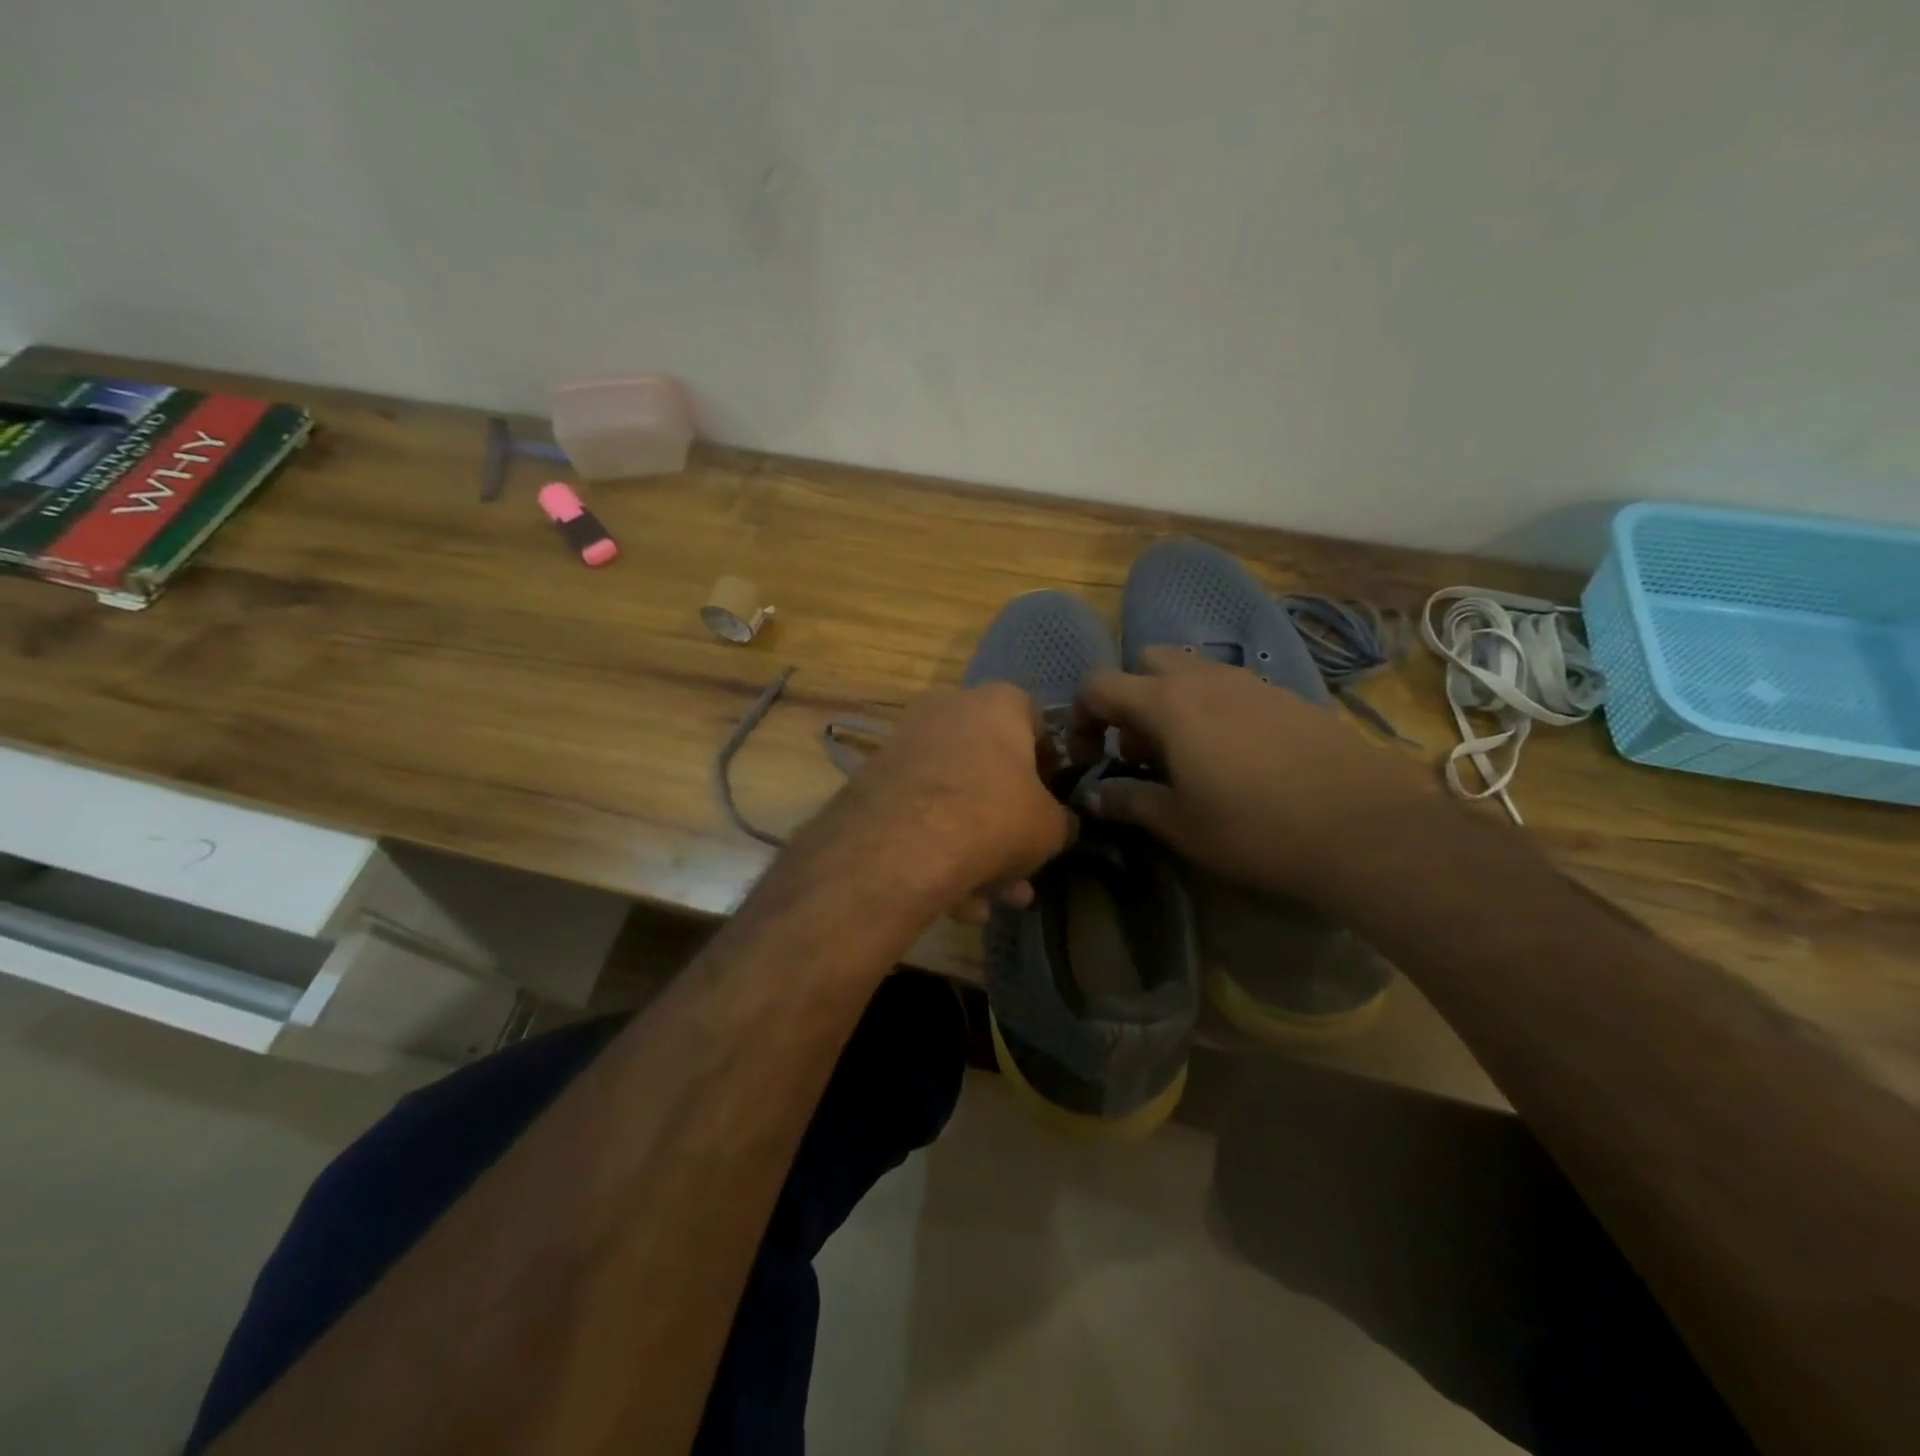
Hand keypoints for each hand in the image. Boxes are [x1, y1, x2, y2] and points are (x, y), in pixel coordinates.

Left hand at [818, 683, 1076, 921]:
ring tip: (992, 900)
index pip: (1036, 723)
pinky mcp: (875, 780)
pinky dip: (939, 852)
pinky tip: (956, 904)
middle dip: (1008, 825)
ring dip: (977, 850)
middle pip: (990, 768)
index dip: (1049, 767)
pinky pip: (920, 814)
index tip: (1052, 803)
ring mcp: (906, 743)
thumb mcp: (1051, 828)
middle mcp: (949, 709)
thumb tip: (1061, 826)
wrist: (902, 846)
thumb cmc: (994, 819)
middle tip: (1022, 867)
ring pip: (954, 798)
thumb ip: (1062, 822)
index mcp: (998, 703)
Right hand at [1072, 648, 1431, 903]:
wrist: (1366, 828)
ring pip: (1191, 673)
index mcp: (1168, 703)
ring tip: (1185, 758)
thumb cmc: (1255, 828)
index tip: (1087, 757)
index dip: (1080, 717)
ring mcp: (1251, 682)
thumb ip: (1127, 801)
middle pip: (1146, 663)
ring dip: (1171, 704)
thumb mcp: (1179, 824)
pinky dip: (1212, 709)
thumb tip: (1090, 796)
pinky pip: (1230, 688)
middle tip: (1138, 751)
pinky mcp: (1287, 696)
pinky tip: (1233, 758)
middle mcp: (1205, 678)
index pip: (1099, 685)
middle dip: (1130, 699)